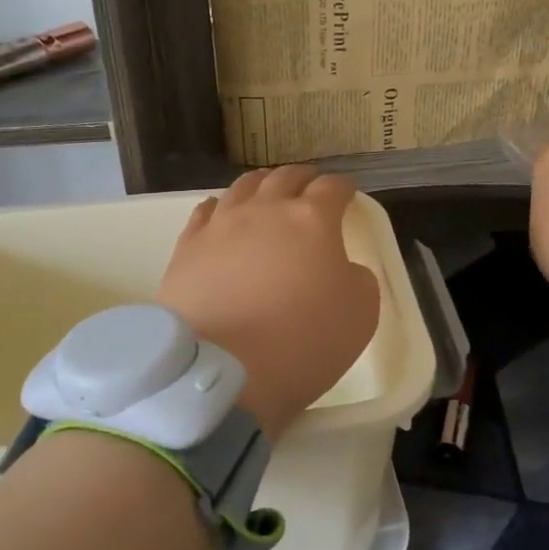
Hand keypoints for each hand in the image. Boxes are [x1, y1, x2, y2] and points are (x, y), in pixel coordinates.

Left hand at [158, 166, 380, 438]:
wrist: (222, 371)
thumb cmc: (302, 343)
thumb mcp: (361, 314)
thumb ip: (357, 279)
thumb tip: (340, 267)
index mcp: (313, 220)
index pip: (332, 188)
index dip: (343, 189)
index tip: (347, 196)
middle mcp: (265, 210)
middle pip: (286, 178)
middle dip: (303, 179)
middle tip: (310, 188)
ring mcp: (221, 225)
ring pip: (244, 187)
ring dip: (263, 185)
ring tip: (267, 191)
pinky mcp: (187, 246)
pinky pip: (206, 211)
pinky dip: (221, 207)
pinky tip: (222, 213)